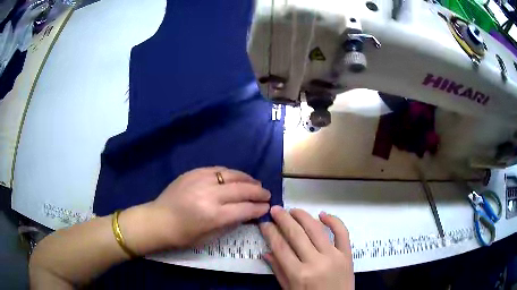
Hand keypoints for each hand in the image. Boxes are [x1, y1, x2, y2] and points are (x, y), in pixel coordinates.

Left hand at [150, 167, 270, 247]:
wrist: (158, 220)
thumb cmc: (184, 235)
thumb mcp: (210, 237)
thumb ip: (230, 224)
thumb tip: (247, 213)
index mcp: (214, 215)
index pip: (245, 208)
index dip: (258, 208)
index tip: (267, 207)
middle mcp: (210, 195)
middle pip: (242, 189)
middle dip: (258, 192)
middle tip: (267, 193)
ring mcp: (200, 180)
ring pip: (231, 175)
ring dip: (247, 179)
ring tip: (255, 183)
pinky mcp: (193, 172)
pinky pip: (217, 169)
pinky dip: (230, 173)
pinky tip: (235, 177)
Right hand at [260, 206, 353, 289]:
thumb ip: (278, 271)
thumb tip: (267, 252)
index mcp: (298, 274)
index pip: (280, 247)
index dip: (270, 232)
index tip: (264, 223)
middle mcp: (315, 262)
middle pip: (296, 234)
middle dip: (283, 219)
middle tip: (275, 209)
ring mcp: (333, 256)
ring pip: (316, 229)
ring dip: (303, 216)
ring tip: (293, 210)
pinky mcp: (347, 254)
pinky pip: (342, 233)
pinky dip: (333, 221)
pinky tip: (322, 214)